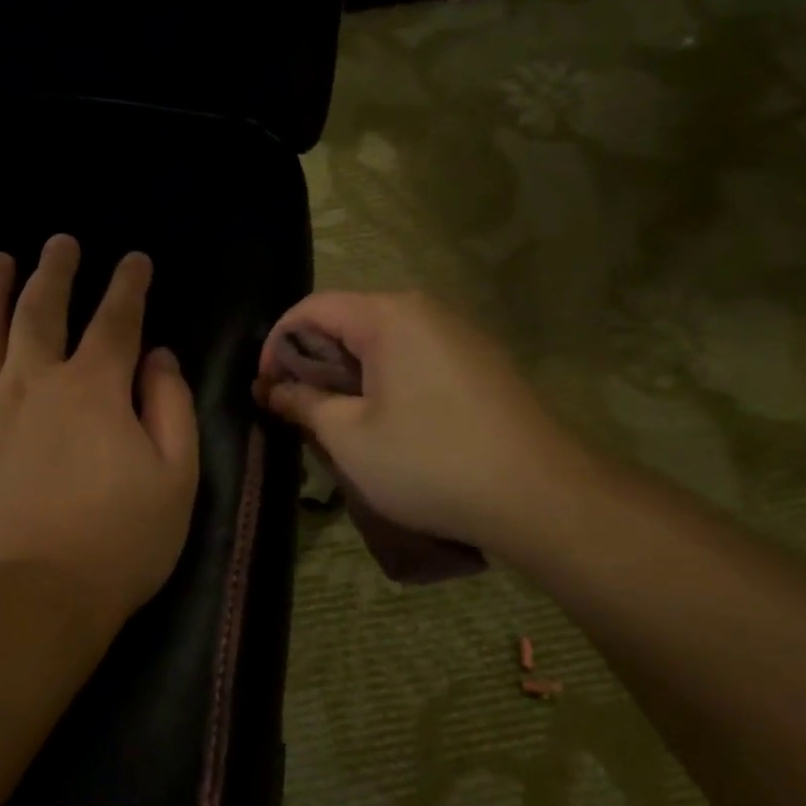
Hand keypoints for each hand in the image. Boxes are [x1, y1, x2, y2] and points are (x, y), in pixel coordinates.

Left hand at [0, 235, 199, 637]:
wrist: (29, 601)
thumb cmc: (117, 544)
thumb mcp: (176, 477)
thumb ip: (172, 407)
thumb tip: (158, 357)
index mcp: (93, 388)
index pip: (116, 320)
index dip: (128, 285)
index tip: (134, 260)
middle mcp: (31, 381)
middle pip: (42, 310)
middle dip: (55, 271)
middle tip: (60, 243)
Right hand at [255, 291, 583, 553]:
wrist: (540, 496)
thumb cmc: (430, 462)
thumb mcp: (350, 438)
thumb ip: (304, 404)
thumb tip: (273, 389)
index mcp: (390, 316)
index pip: (312, 309)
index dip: (276, 345)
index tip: (265, 390)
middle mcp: (427, 311)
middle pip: (349, 322)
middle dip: (313, 364)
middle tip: (297, 413)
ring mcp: (460, 336)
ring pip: (383, 344)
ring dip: (349, 378)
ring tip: (338, 425)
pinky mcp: (481, 365)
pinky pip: (416, 361)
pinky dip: (386, 384)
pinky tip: (388, 427)